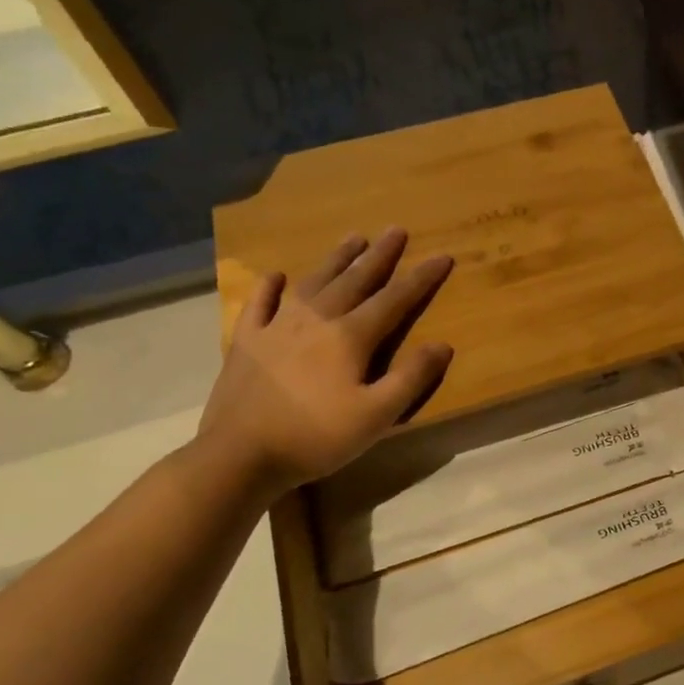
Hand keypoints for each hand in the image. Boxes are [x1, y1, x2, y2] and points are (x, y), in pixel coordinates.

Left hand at [197, 228, 453, 498]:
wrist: (240, 455)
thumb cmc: (317, 437)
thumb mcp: (377, 416)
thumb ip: (411, 378)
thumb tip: (442, 344)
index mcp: (350, 337)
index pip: (394, 300)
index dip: (421, 278)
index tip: (442, 256)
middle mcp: (315, 320)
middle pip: (354, 280)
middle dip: (379, 255)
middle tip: (395, 229)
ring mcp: (276, 327)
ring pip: (312, 283)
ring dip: (335, 260)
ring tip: (353, 238)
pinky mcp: (247, 342)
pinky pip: (260, 304)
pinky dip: (270, 286)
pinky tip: (277, 275)